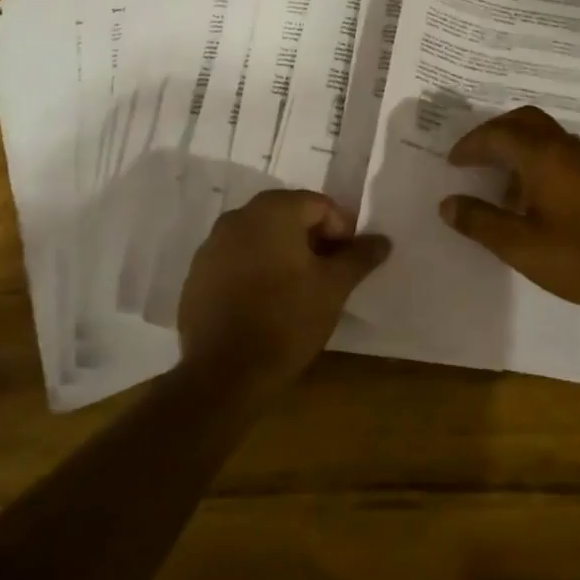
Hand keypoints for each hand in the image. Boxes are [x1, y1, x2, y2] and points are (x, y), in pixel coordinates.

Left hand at [177, 189, 390, 389]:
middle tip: (328, 274)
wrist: (223, 374)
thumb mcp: (334, 287)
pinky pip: (236, 260)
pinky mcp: (196, 275)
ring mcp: (211, 246)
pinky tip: (265, 302)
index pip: (319, 204)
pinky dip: (255, 270)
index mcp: (273, 211)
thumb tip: (382, 240)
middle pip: (287, 216)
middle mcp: (238, 217)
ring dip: (283, 254)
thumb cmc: (286, 320)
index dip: (341, 230)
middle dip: (312, 239)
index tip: (349, 262)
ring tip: (298, 290)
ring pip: (260, 238)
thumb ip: (359, 257)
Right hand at [438, 106, 579, 329]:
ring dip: (517, 146)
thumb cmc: (579, 258)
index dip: (471, 145)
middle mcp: (566, 147)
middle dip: (494, 133)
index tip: (453, 163)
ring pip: (545, 134)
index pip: (498, 134)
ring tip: (499, 182)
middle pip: (524, 121)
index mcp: (543, 156)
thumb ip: (481, 221)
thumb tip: (447, 204)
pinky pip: (560, 151)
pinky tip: (533, 197)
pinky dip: (537, 159)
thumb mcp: (520, 246)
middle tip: (474, 157)